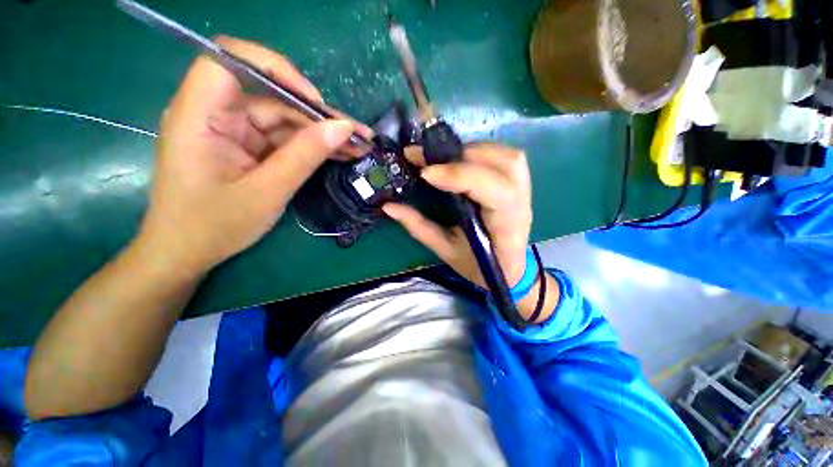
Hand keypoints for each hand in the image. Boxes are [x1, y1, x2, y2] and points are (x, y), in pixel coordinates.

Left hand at [138, 36, 368, 275]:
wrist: (188, 252)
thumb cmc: (215, 226)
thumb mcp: (267, 192)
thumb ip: (305, 155)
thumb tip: (343, 127)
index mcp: (200, 116)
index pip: (231, 60)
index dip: (276, 69)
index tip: (314, 101)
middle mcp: (215, 114)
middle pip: (271, 95)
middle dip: (316, 114)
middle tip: (356, 134)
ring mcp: (232, 131)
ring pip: (283, 118)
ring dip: (321, 133)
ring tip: (357, 146)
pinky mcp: (245, 146)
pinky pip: (283, 138)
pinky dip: (311, 146)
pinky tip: (339, 154)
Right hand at [383, 143, 532, 287]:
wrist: (508, 269)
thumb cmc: (478, 265)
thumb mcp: (446, 251)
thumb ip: (419, 227)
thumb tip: (389, 206)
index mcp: (505, 226)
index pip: (494, 192)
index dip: (460, 176)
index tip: (426, 173)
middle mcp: (521, 203)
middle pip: (503, 166)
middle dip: (462, 159)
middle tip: (429, 162)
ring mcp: (525, 190)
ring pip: (508, 156)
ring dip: (472, 151)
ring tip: (444, 159)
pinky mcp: (520, 182)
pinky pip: (506, 156)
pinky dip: (482, 151)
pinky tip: (462, 160)